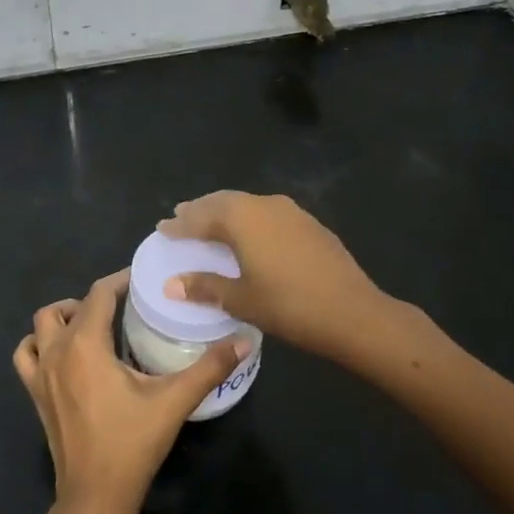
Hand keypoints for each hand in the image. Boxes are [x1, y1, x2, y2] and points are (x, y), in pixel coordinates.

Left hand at [13, 270, 248, 513]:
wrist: (95, 497)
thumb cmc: (132, 443)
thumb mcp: (174, 401)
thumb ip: (209, 367)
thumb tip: (243, 339)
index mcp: (85, 344)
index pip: (98, 294)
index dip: (119, 280)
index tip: (141, 279)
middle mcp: (57, 351)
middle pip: (66, 307)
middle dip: (93, 300)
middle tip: (122, 308)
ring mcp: (40, 375)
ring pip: (40, 327)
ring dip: (61, 318)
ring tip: (90, 326)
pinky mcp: (35, 396)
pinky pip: (26, 356)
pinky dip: (39, 345)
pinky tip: (63, 356)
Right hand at [158, 191, 395, 364]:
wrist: (352, 311)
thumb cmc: (288, 306)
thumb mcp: (241, 299)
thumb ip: (204, 286)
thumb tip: (171, 284)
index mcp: (241, 218)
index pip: (200, 217)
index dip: (179, 225)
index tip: (161, 229)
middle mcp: (263, 204)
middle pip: (223, 202)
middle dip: (200, 210)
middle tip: (181, 217)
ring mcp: (290, 211)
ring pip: (247, 204)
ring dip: (225, 212)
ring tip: (210, 223)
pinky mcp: (308, 223)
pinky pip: (267, 213)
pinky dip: (249, 220)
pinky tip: (249, 235)